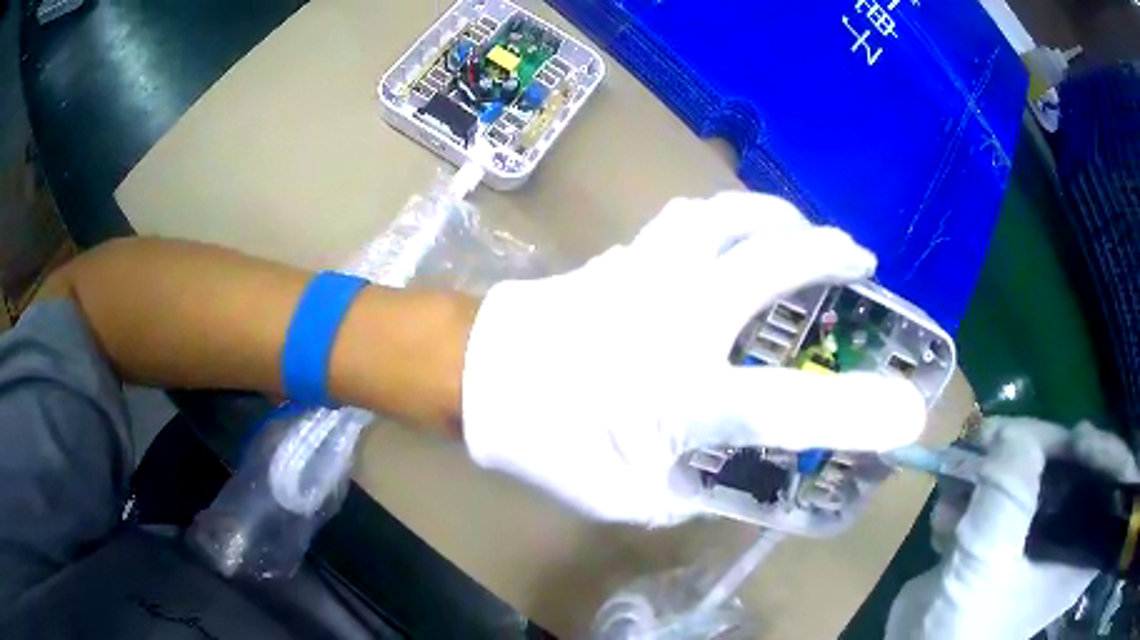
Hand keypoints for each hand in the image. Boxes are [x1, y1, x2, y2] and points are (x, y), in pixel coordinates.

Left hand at [461, 192, 925, 524]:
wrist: (476, 374)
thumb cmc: (544, 443)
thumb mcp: (623, 498)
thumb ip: (689, 488)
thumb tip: (732, 469)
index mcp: (677, 398)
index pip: (786, 408)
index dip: (859, 412)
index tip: (909, 408)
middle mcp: (674, 322)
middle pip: (769, 266)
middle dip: (827, 255)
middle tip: (858, 259)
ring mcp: (646, 274)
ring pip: (725, 217)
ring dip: (775, 217)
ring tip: (800, 230)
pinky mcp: (624, 254)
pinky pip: (688, 219)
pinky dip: (726, 217)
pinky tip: (734, 229)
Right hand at [887, 417, 1139, 639]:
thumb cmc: (963, 627)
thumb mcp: (986, 564)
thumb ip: (1007, 496)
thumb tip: (1011, 432)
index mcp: (1083, 552)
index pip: (1116, 482)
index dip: (1105, 451)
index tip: (1074, 440)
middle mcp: (1073, 537)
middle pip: (1077, 464)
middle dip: (1037, 446)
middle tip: (997, 438)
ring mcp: (1042, 533)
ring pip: (1039, 470)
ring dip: (999, 467)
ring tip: (961, 474)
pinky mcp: (1014, 533)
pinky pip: (1011, 488)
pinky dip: (980, 490)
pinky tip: (948, 511)